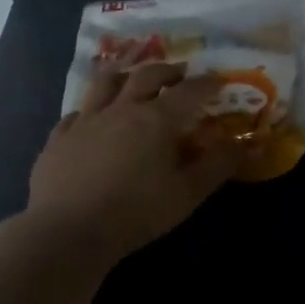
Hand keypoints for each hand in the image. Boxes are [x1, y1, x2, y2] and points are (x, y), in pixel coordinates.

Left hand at [27, 64, 244, 262]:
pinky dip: (90, 110)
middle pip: (146, 75)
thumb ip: (218, 166)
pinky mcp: (58, 138)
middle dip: (168, 71)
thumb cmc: (136, 213)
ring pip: (106, 83)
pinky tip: (92, 119)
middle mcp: (122, 109)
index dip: (207, 83)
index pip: (189, 91)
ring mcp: (86, 121)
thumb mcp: (188, 194)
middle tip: (180, 75)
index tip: (219, 81)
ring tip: (134, 80)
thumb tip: (246, 144)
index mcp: (157, 119)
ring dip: (125, 76)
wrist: (67, 232)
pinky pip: (76, 113)